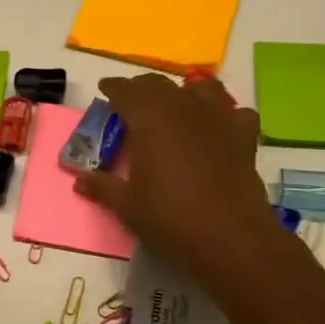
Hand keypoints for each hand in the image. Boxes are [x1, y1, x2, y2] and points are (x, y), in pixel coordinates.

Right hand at [74, 73, 278, 278]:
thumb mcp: (126, 205)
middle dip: (142, 89)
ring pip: (202, 88)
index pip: (126, 91)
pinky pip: (235, 113)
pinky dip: (224, 115)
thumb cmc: (169, 217)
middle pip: (160, 85)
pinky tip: (217, 130)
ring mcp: (219, 120)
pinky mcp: (244, 139)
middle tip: (130, 103)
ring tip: (175, 108)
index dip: (113, 88)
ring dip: (185, 92)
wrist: (231, 239)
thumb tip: (80, 181)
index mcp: (149, 119)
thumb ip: (102, 187)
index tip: (104, 90)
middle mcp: (184, 110)